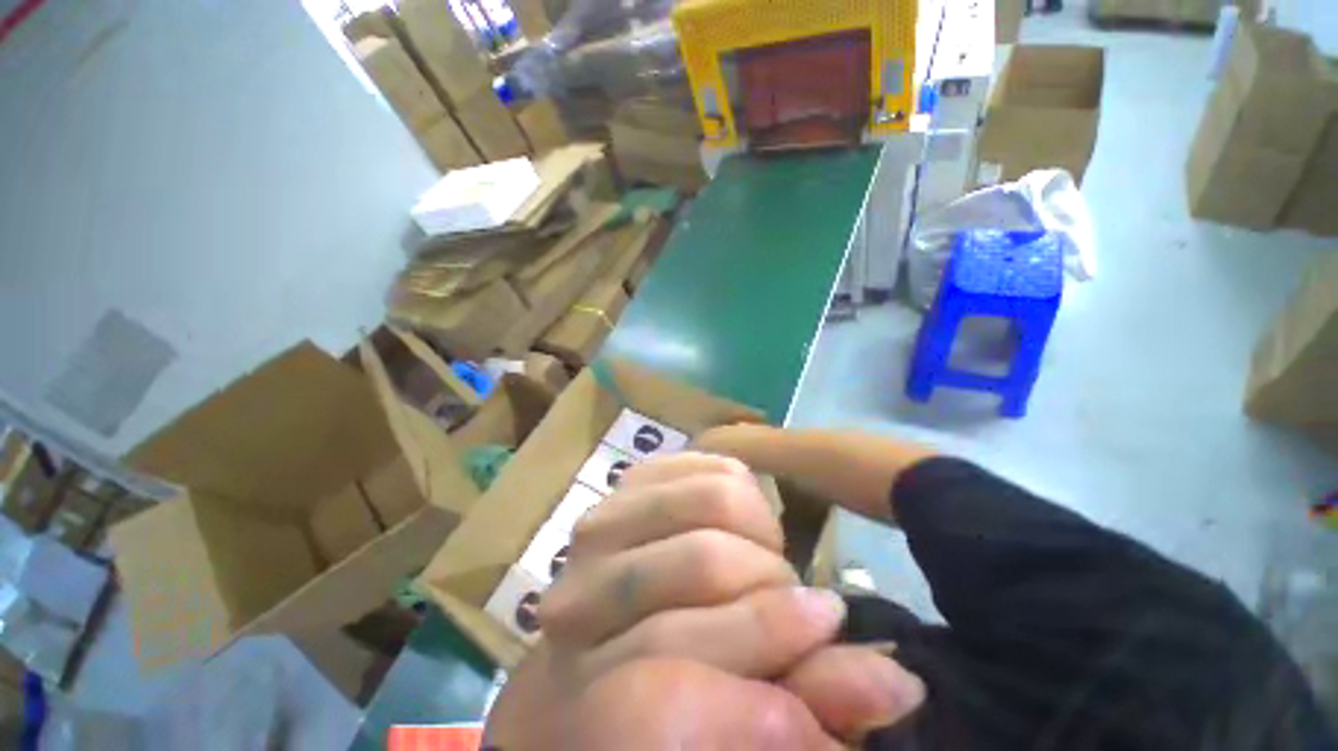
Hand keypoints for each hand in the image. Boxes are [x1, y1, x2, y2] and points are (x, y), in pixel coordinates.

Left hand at [483, 453, 924, 748]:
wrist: (616, 621)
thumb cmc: (674, 675)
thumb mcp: (741, 704)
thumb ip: (809, 695)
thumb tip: (897, 684)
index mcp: (589, 691)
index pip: (679, 666)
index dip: (765, 640)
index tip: (830, 621)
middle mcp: (579, 599)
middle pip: (703, 561)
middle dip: (770, 577)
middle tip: (793, 593)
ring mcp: (598, 527)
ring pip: (707, 499)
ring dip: (757, 526)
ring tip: (765, 553)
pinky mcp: (625, 482)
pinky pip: (702, 463)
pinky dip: (739, 484)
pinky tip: (741, 517)